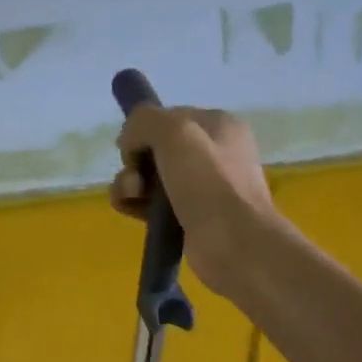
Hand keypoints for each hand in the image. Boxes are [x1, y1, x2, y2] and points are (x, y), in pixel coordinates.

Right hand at [109, 105, 276, 296]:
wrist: (234, 243)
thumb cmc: (208, 182)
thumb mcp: (174, 132)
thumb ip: (144, 121)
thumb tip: (128, 142)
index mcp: (217, 126)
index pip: (167, 117)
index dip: (142, 131)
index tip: (130, 149)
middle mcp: (212, 153)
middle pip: (156, 149)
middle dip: (134, 161)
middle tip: (135, 180)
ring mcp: (202, 187)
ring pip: (150, 177)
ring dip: (130, 183)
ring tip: (130, 198)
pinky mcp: (189, 217)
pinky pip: (153, 203)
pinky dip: (135, 204)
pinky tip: (128, 210)